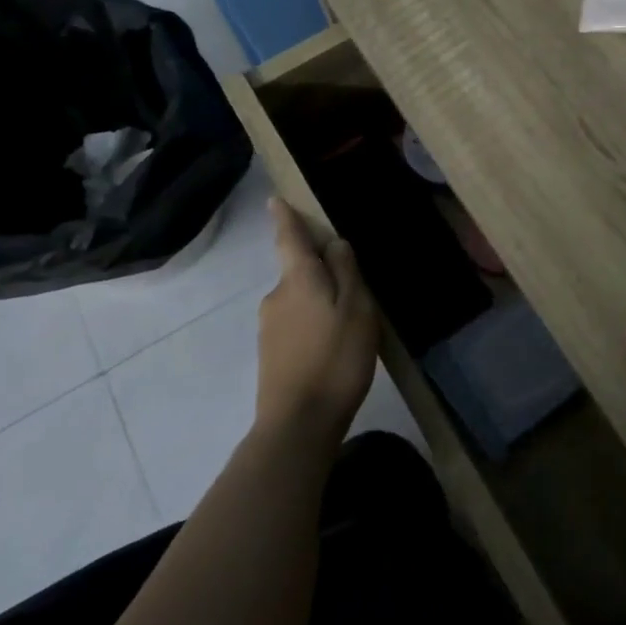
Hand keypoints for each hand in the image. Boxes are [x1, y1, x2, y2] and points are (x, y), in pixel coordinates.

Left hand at [255, 198, 380, 449]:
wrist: (298, 424)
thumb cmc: (336, 359)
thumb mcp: (357, 310)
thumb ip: (347, 273)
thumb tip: (335, 244)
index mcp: (298, 279)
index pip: (289, 238)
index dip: (284, 218)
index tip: (274, 200)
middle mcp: (276, 296)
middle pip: (298, 271)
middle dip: (319, 272)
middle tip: (353, 290)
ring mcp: (268, 327)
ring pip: (298, 300)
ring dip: (318, 303)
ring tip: (348, 326)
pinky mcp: (269, 354)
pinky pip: (294, 325)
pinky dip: (312, 326)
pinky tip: (331, 349)